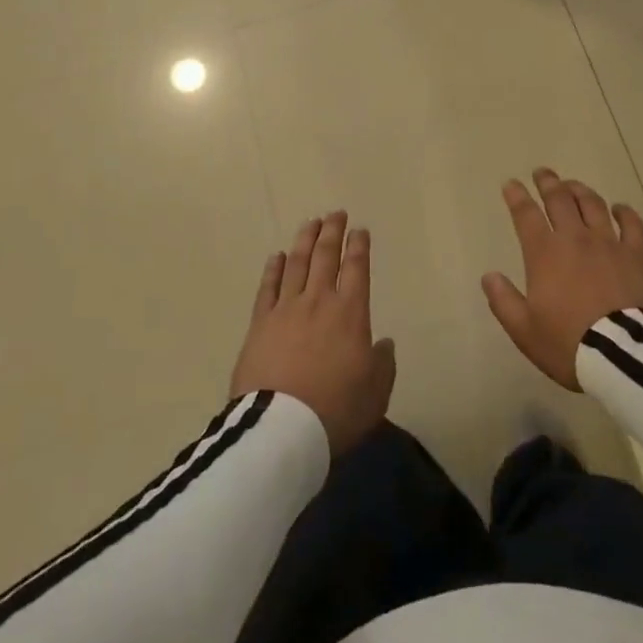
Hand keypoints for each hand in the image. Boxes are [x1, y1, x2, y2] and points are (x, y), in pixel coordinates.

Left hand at [230, 212, 395, 455]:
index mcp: (350, 313)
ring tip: (311, 222)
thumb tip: (382, 343)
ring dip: (305, 240)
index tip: (360, 230)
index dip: (359, 246)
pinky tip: (276, 256)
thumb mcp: (376, 393)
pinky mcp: (259, 324)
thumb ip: (383, 364)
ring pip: (296, 263)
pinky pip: (267, 287)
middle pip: (325, 256)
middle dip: (332, 232)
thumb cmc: (336, 410)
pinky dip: (273, 268)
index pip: (356, 268)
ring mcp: (286, 309)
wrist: (282, 429)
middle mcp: (318, 301)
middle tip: (336, 214)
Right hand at [482, 167, 642, 390]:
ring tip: (573, 185)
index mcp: (544, 254)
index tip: (511, 184)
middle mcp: (576, 239)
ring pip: (593, 205)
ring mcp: (610, 244)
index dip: (517, 197)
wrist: (626, 357)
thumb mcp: (525, 330)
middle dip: (548, 183)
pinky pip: (632, 225)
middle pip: (560, 200)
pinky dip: (624, 212)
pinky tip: (619, 208)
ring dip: (580, 190)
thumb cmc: (569, 344)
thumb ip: (504, 301)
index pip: (526, 215)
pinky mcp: (639, 256)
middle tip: (542, 173)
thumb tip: (489, 276)